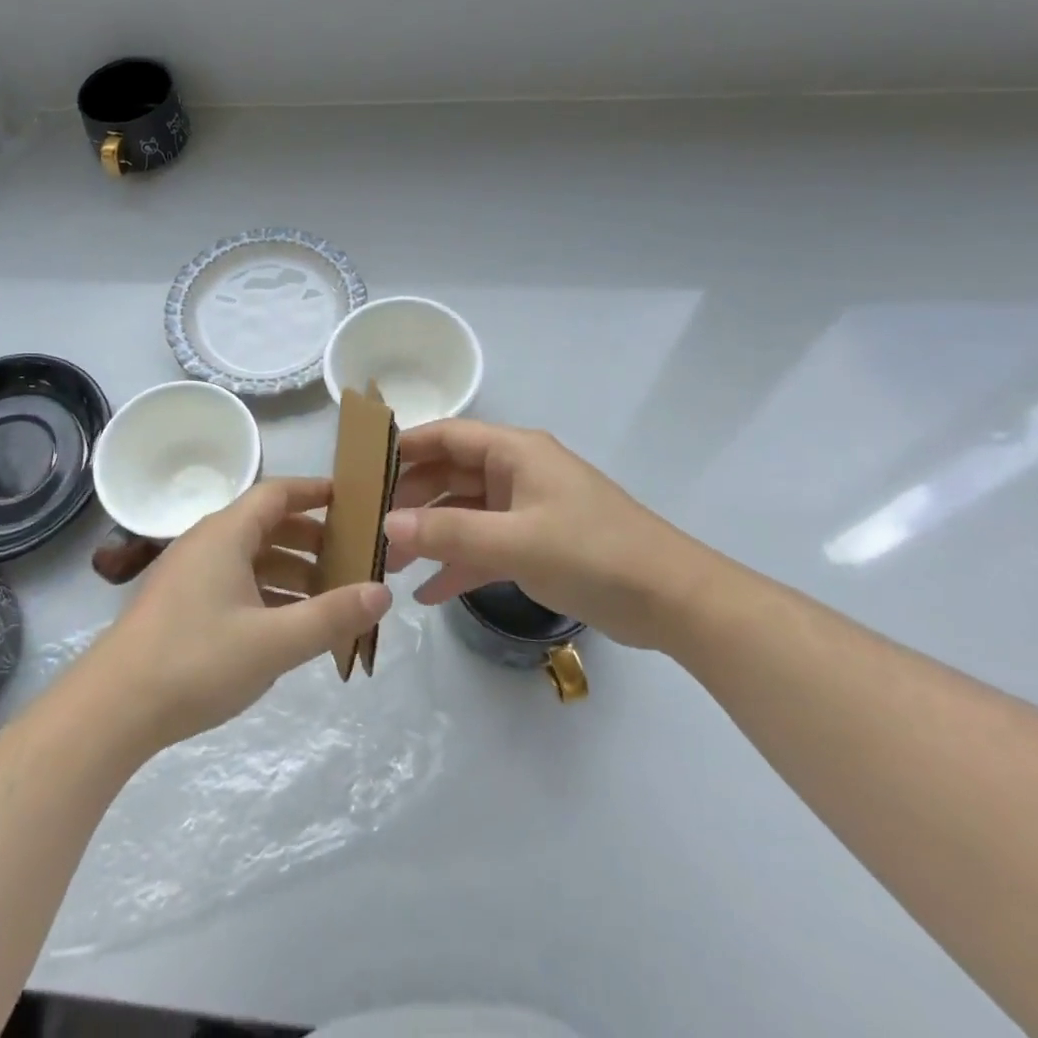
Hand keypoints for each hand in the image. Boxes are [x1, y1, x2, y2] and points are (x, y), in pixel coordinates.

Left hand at [87, 478, 392, 749]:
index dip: (316, 492)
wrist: (112, 708)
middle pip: (267, 525)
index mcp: (226, 534)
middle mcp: (207, 543)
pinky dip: (267, 594)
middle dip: (312, 538)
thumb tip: (383, 591)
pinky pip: (235, 583)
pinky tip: (289, 626)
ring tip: (331, 597)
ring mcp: (191, 574)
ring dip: (291, 571)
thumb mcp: (273, 642)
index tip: (354, 501)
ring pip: (252, 558)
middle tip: (353, 557)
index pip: (277, 493)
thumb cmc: (196, 661)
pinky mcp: (182, 605)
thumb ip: (331, 616)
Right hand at [384, 420, 721, 649]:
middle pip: (450, 475)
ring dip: (430, 536)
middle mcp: (517, 472)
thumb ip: (450, 532)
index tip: (363, 469)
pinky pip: (485, 546)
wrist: (674, 602)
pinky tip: (428, 594)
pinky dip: (458, 564)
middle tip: (370, 526)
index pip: (446, 436)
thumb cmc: (593, 554)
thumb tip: (388, 524)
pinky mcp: (537, 544)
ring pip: (465, 514)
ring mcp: (527, 509)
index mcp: (515, 452)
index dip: (405, 447)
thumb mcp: (516, 542)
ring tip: (390, 564)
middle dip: (411, 500)